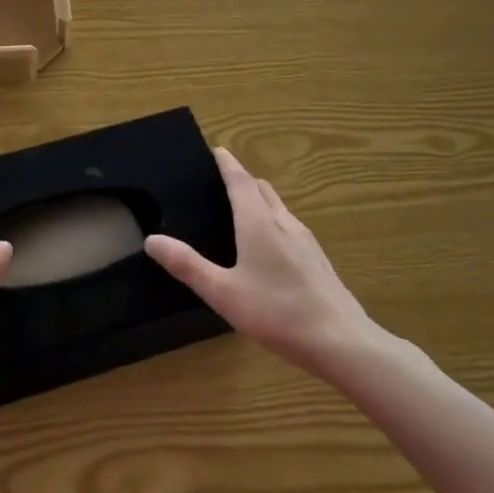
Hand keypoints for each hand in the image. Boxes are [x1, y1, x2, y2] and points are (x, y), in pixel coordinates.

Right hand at [144, 147, 390, 377]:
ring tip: (242, 209)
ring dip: (260, 200)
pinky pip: (290, 228)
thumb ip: (187, 265)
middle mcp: (284, 223)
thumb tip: (152, 240)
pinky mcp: (317, 260)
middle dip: (243, 180)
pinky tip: (268, 247)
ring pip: (279, 208)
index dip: (227, 164)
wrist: (341, 342)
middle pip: (262, 190)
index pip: (240, 181)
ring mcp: (305, 241)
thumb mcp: (222, 292)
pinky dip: (273, 222)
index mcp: (258, 223)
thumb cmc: (276, 312)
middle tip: (222, 181)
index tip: (217, 150)